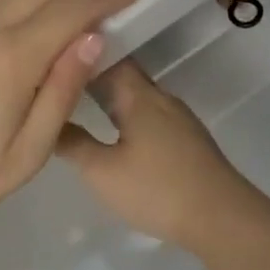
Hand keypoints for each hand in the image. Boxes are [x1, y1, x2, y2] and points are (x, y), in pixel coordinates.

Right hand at [56, 59, 269, 252]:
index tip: (51, 53)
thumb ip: (73, 144)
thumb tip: (47, 121)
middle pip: (124, 74)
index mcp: (140, 96)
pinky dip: (126, 114)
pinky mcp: (187, 140)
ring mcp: (178, 119)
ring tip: (77, 100)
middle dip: (92, 73)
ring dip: (110, 95)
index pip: (108, 56)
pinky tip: (113, 130)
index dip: (80, 52)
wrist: (221, 218)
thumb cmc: (157, 190)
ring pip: (138, 96)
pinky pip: (149, 115)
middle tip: (56, 76)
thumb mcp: (103, 172)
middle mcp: (161, 98)